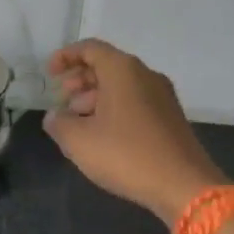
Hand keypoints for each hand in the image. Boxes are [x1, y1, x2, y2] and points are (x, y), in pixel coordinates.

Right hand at [44, 40, 225, 223]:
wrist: (183, 186)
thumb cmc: (126, 155)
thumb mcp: (78, 141)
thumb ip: (58, 123)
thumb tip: (54, 116)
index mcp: (123, 70)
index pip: (90, 48)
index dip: (65, 57)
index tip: (49, 74)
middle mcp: (146, 75)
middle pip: (106, 65)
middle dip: (79, 80)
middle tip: (62, 101)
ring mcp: (162, 97)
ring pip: (121, 86)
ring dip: (94, 98)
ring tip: (77, 123)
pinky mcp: (170, 118)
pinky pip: (135, 102)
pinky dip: (113, 110)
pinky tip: (101, 136)